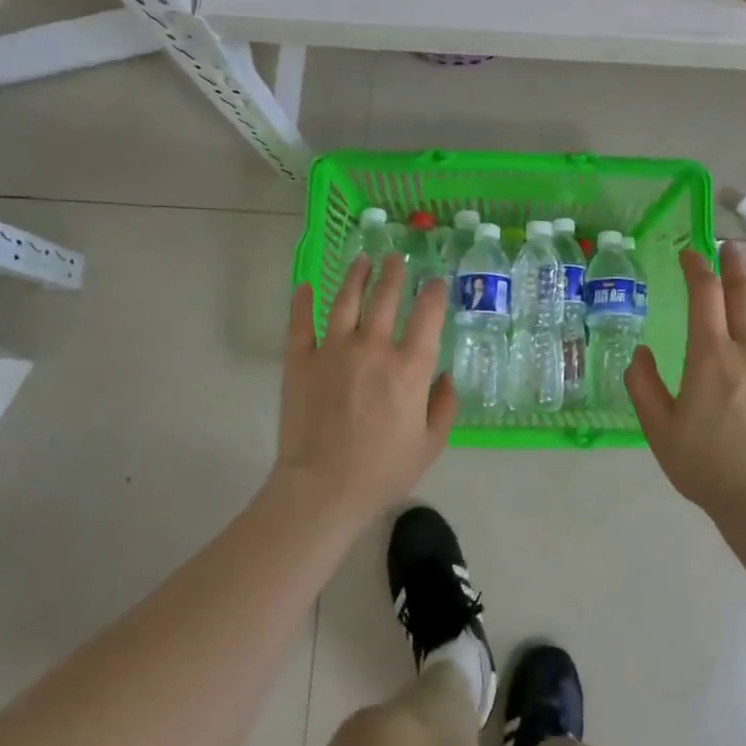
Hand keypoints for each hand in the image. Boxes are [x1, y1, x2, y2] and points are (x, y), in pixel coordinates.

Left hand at [275, 255, 455, 520]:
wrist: (323, 488)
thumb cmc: (383, 470)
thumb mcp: (430, 443)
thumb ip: (444, 406)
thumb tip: (445, 377)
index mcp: (410, 366)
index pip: (427, 313)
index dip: (434, 292)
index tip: (436, 282)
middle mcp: (374, 347)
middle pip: (385, 295)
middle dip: (394, 271)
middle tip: (396, 257)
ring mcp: (333, 349)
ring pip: (345, 299)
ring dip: (356, 275)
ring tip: (362, 259)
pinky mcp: (300, 360)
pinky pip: (300, 322)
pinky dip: (302, 301)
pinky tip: (305, 286)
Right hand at [626, 246, 745, 523]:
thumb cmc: (705, 465)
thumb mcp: (658, 428)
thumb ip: (643, 385)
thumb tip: (641, 352)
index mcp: (710, 356)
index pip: (704, 296)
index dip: (696, 268)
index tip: (689, 254)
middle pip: (744, 294)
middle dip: (734, 265)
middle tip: (729, 247)